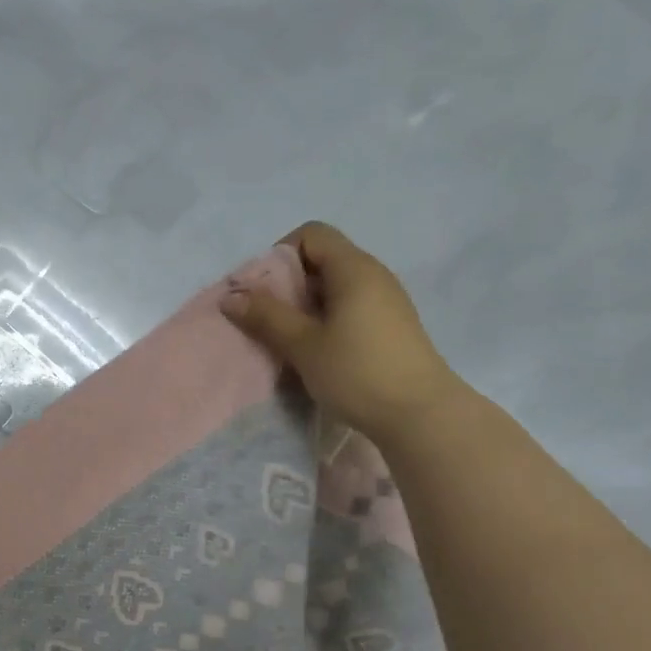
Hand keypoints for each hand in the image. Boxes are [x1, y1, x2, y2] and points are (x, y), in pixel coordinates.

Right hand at [221, 221, 462, 441]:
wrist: (420, 415)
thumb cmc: (358, 372)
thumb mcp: (304, 345)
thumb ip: (267, 316)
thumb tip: (230, 296)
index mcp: (354, 269)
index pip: (312, 234)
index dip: (280, 254)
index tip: (263, 291)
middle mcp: (373, 275)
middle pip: (322, 259)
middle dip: (287, 284)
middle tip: (266, 319)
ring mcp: (386, 301)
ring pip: (334, 287)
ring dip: (304, 306)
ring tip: (287, 339)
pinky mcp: (390, 326)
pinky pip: (349, 308)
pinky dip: (325, 320)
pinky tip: (315, 352)